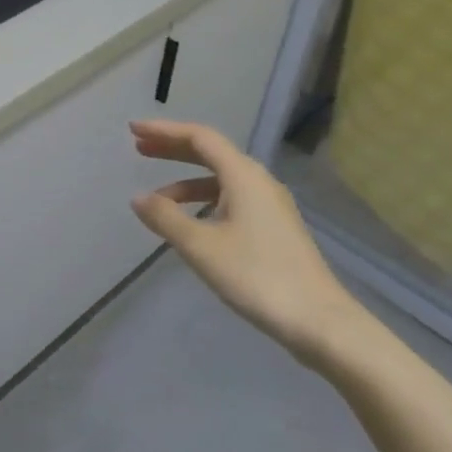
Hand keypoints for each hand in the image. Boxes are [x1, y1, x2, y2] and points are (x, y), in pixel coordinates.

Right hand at [128, 119, 367, 367]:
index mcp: (243, 176)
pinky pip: (231, 199)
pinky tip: (191, 224)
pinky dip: (204, 201)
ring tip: (157, 200)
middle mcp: (258, 181)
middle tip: (139, 149)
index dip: (164, 131)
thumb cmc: (257, 276)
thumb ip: (165, 218)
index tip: (133, 129)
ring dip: (186, 181)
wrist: (319, 321)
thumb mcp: (201, 247)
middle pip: (211, 153)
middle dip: (173, 149)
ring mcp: (270, 205)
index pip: (199, 137)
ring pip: (221, 179)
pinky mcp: (274, 227)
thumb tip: (138, 198)